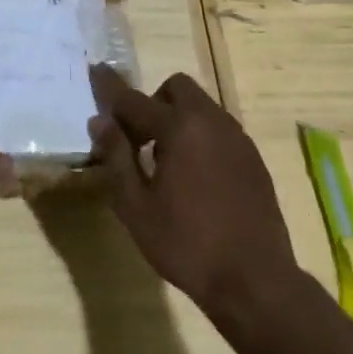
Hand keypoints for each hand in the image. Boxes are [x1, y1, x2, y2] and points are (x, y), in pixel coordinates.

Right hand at [87, 66, 298, 321]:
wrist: (257, 282)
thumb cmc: (187, 245)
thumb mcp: (136, 207)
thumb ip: (116, 157)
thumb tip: (101, 121)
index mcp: (179, 128)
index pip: (134, 99)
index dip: (110, 87)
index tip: (95, 70)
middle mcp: (210, 121)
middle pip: (176, 88)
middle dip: (153, 102)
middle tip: (140, 139)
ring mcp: (237, 138)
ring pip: (201, 106)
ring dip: (178, 118)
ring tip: (167, 162)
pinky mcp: (253, 158)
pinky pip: (219, 129)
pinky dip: (200, 136)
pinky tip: (196, 177)